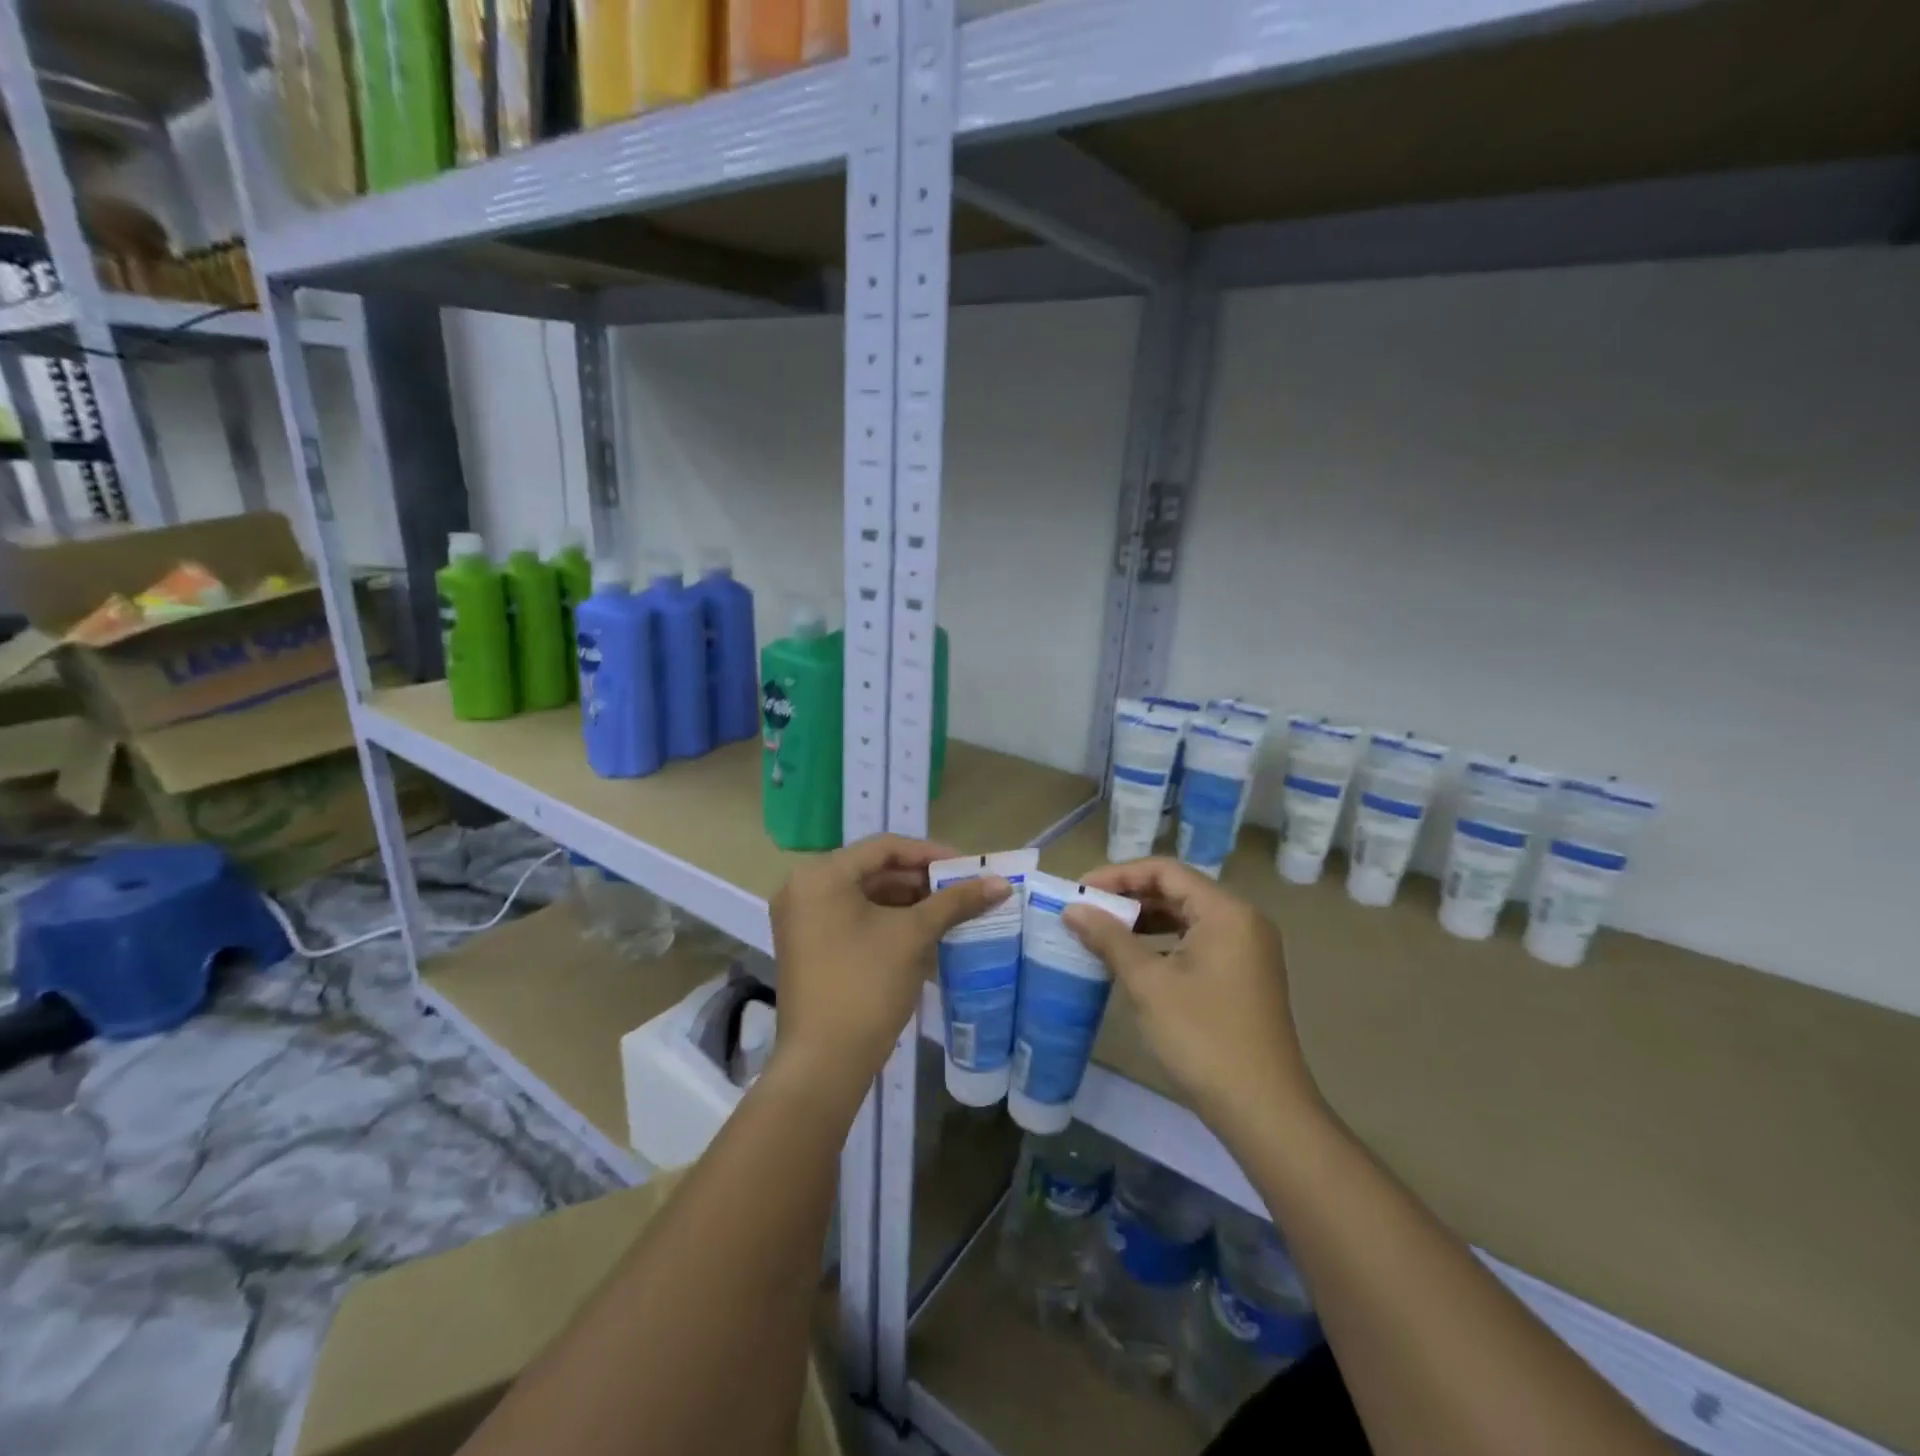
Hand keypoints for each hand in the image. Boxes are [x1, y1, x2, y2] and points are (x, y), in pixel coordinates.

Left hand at [769, 834, 1008, 1098]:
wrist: (824, 1064)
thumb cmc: (866, 986)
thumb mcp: (913, 936)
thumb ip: (955, 902)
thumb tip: (1001, 883)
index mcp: (821, 875)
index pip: (884, 847)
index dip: (930, 853)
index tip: (968, 866)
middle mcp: (804, 888)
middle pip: (874, 871)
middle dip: (922, 881)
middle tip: (964, 890)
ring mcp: (803, 920)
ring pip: (866, 897)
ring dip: (909, 903)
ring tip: (952, 912)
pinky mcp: (810, 947)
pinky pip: (855, 920)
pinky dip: (889, 923)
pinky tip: (926, 935)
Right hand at [1062, 858, 1321, 1142]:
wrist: (1263, 1111)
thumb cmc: (1203, 1037)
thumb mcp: (1148, 983)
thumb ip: (1109, 938)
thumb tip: (1073, 908)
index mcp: (1226, 911)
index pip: (1165, 871)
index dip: (1118, 875)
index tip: (1080, 891)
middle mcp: (1242, 921)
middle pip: (1177, 891)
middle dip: (1129, 898)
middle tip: (1086, 911)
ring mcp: (1247, 950)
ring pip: (1187, 918)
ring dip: (1144, 921)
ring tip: (1102, 933)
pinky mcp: (1244, 976)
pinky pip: (1197, 942)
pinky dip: (1163, 944)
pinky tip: (1133, 961)